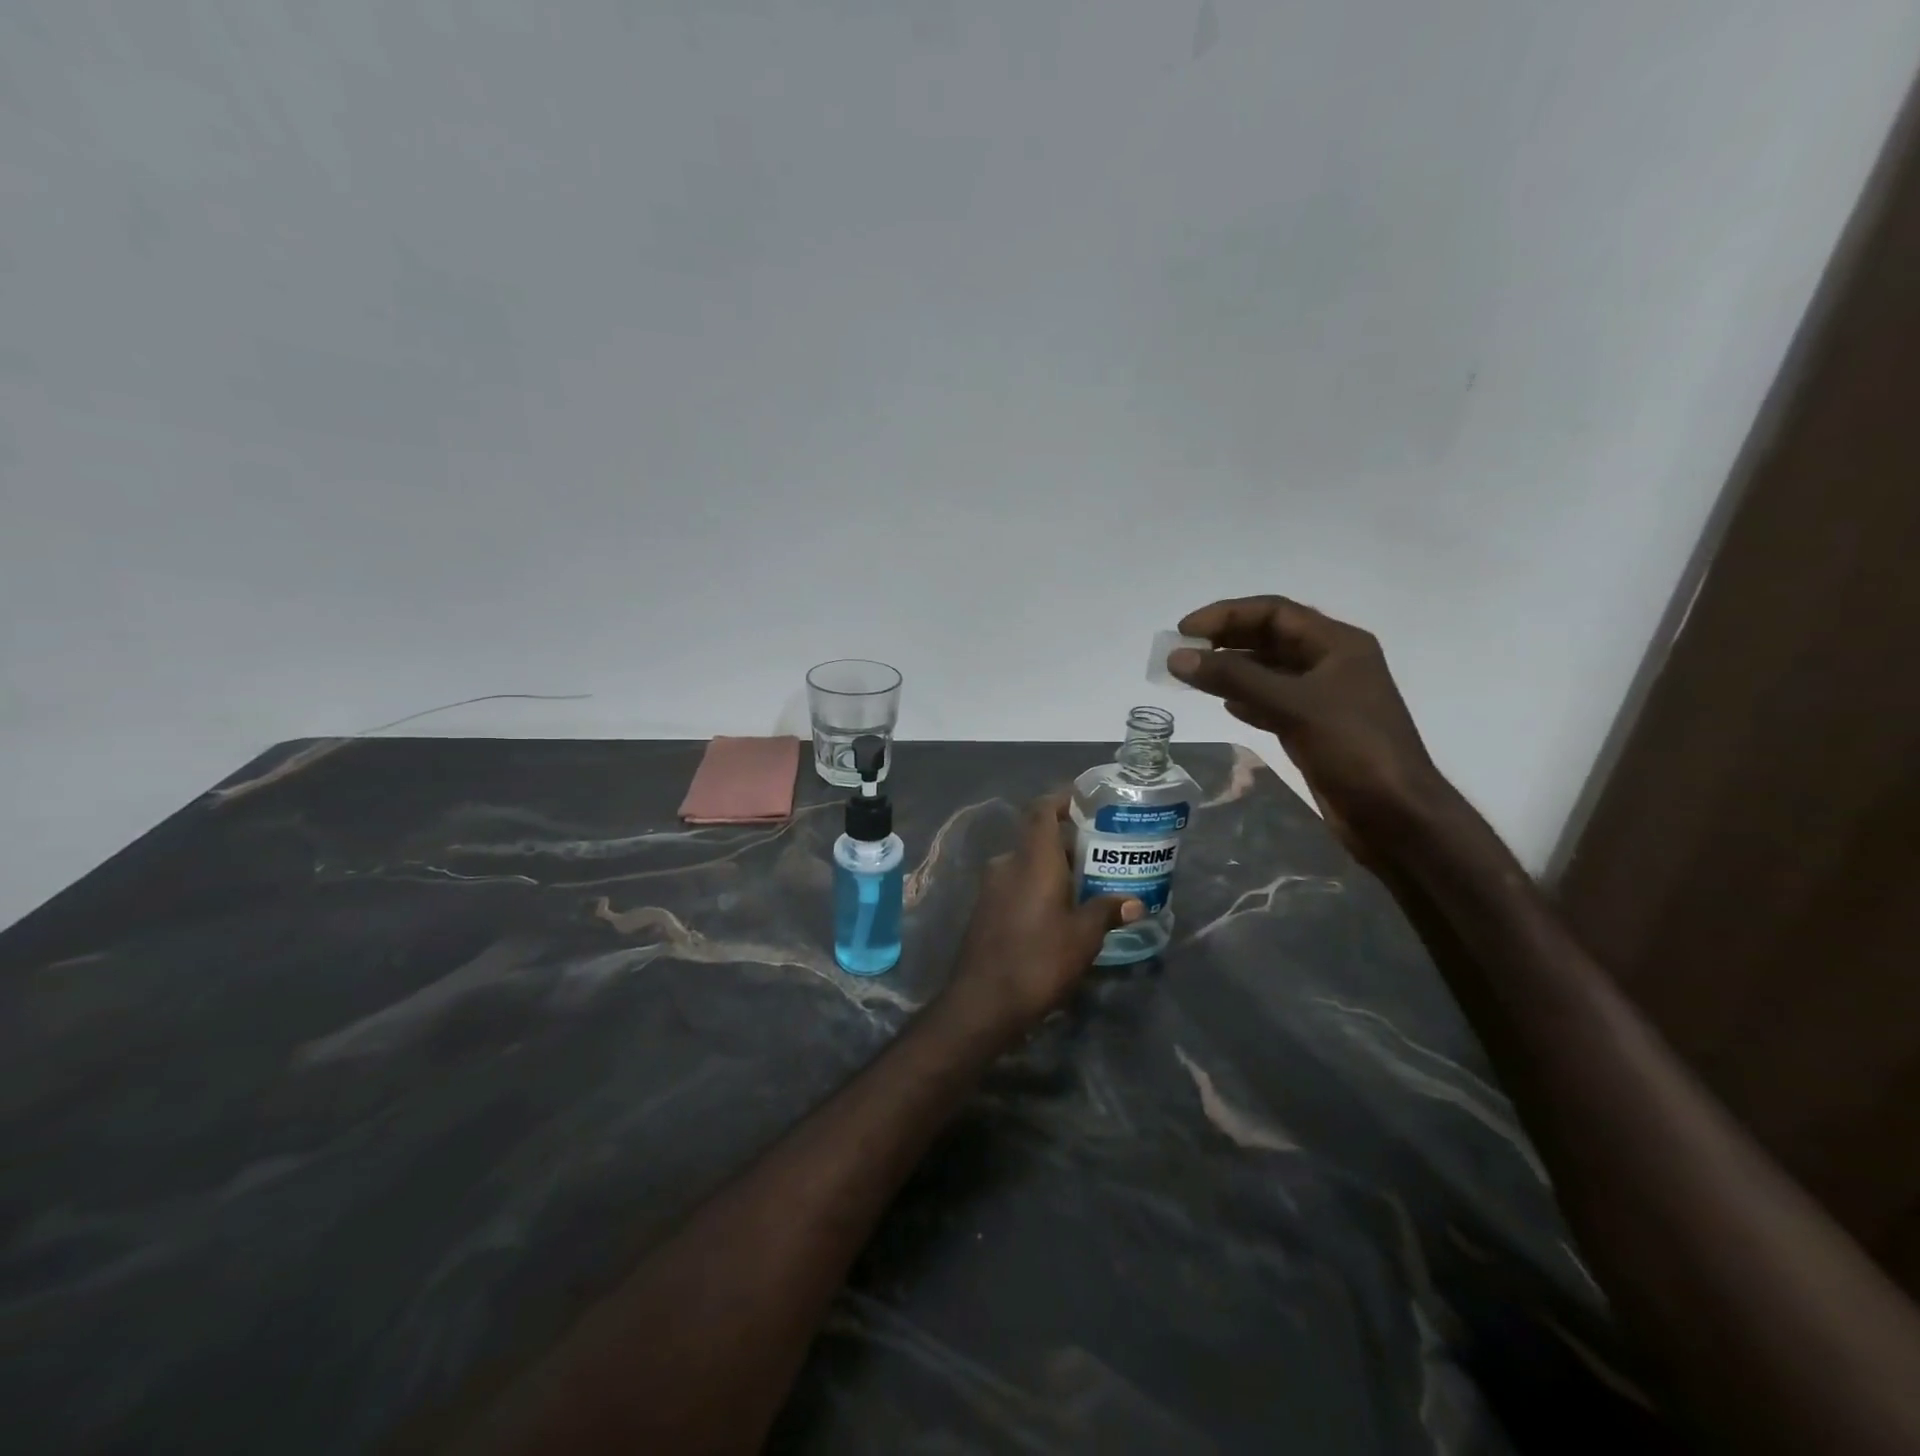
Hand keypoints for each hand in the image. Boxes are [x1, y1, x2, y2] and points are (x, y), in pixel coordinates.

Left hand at [940, 796, 1143, 1037]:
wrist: (982, 1002)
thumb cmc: (1039, 960)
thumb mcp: (1083, 937)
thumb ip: (1107, 911)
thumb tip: (1135, 902)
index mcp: (1032, 860)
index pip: (1042, 811)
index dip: (1061, 800)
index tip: (1085, 801)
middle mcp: (1007, 864)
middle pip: (1037, 839)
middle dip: (1068, 844)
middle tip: (1101, 854)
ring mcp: (991, 888)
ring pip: (1026, 864)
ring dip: (1052, 869)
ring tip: (1086, 885)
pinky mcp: (984, 910)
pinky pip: (1015, 885)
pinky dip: (1037, 888)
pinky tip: (1058, 911)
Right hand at [1169, 595, 1445, 851]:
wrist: (1395, 815)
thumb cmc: (1353, 749)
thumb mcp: (1293, 706)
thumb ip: (1234, 678)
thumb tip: (1177, 657)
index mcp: (1337, 644)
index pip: (1274, 612)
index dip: (1227, 615)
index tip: (1184, 630)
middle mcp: (1331, 663)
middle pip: (1270, 638)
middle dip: (1225, 641)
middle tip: (1181, 652)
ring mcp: (1323, 698)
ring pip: (1268, 671)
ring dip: (1231, 670)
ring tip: (1192, 676)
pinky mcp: (1314, 728)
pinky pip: (1272, 702)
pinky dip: (1246, 699)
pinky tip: (1225, 705)